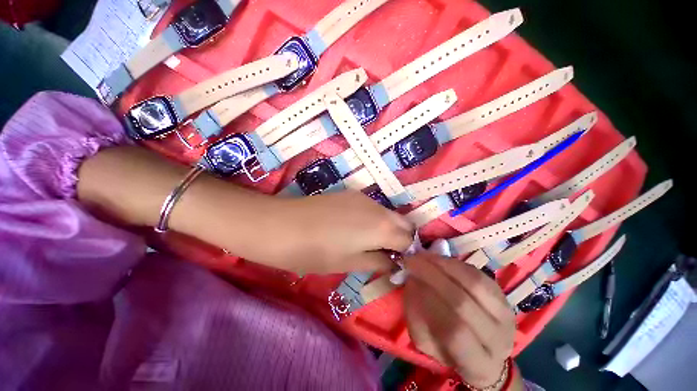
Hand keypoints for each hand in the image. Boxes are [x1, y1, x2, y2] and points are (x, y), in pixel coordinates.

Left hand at [263, 191, 413, 273]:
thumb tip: (394, 262)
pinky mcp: (351, 193)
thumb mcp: (351, 263)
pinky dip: (374, 219)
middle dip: (400, 238)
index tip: (398, 264)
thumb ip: (379, 261)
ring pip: (388, 214)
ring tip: (370, 242)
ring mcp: (364, 197)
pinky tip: (355, 228)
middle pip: (403, 223)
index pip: (408, 240)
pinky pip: (372, 207)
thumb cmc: (317, 252)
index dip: (406, 254)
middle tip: (385, 254)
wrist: (283, 225)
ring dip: (387, 228)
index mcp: (383, 227)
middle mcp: (379, 208)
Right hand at [403, 253, 517, 388]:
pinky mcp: (504, 296)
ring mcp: (506, 316)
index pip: (454, 333)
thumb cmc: (449, 349)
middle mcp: (498, 340)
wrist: (483, 346)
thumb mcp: (425, 342)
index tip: (410, 279)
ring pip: (474, 283)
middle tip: (412, 261)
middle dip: (432, 276)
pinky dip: (454, 263)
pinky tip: (438, 259)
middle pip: (463, 303)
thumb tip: (413, 282)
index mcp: (477, 364)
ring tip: (424, 257)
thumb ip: (416, 316)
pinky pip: (478, 274)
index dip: (429, 302)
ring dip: (443, 265)